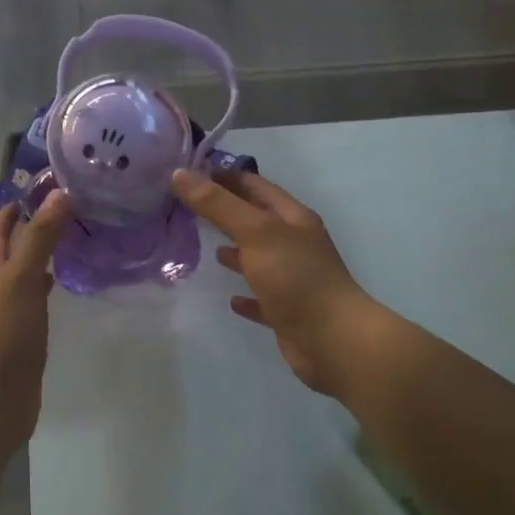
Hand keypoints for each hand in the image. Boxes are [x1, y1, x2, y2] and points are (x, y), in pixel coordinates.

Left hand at [0, 192, 71, 451]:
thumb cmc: (6, 334)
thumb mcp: (22, 278)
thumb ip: (40, 237)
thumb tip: (59, 193)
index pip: (2, 223)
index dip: (20, 199)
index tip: (52, 179)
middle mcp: (1, 282)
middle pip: (16, 243)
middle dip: (39, 221)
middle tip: (75, 202)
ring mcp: (14, 307)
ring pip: (30, 268)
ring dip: (48, 249)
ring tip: (80, 232)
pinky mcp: (29, 330)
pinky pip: (41, 295)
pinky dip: (54, 280)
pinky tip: (71, 279)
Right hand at [172, 169, 374, 392]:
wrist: (334, 341)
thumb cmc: (296, 277)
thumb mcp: (255, 232)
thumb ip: (217, 204)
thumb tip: (180, 174)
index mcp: (292, 218)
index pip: (254, 185)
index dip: (224, 176)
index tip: (189, 173)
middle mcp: (295, 244)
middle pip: (256, 219)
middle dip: (226, 211)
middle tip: (187, 207)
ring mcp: (293, 279)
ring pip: (258, 257)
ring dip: (236, 251)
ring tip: (206, 247)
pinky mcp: (288, 312)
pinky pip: (262, 298)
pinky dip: (246, 295)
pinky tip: (230, 299)